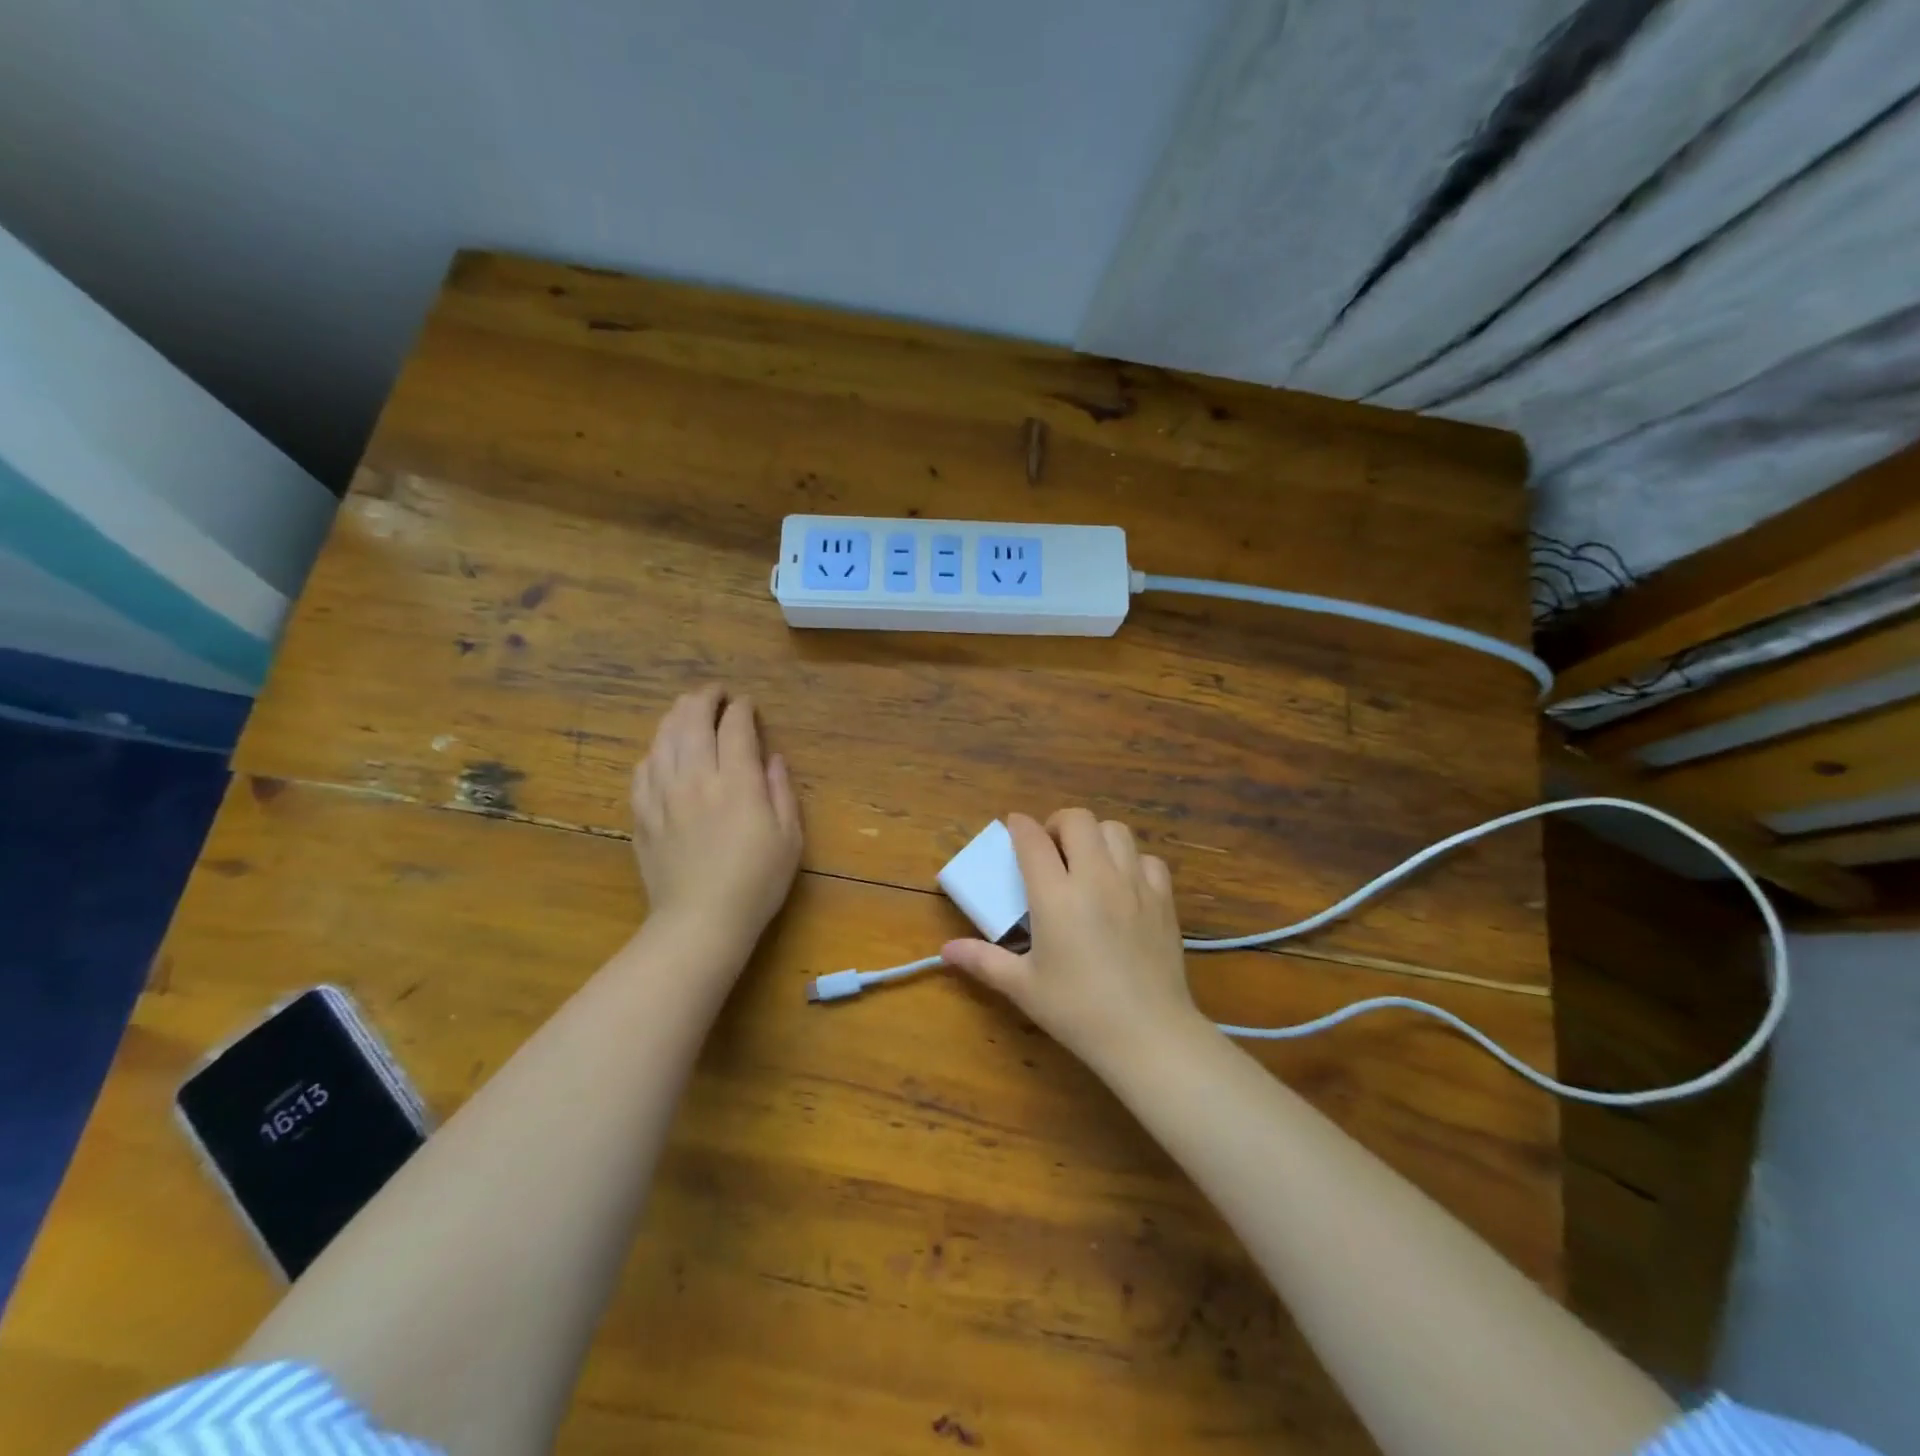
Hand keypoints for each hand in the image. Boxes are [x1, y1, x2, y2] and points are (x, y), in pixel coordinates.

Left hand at [631, 685, 802, 952]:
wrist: (700, 921)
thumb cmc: (756, 882)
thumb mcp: (789, 838)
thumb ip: (781, 791)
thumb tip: (772, 758)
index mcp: (738, 782)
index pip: (735, 727)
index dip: (741, 709)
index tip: (747, 704)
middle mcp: (697, 778)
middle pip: (693, 720)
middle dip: (705, 699)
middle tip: (715, 693)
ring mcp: (664, 794)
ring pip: (664, 738)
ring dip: (676, 716)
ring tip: (687, 709)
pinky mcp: (643, 814)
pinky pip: (643, 769)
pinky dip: (654, 751)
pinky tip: (662, 752)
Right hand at [941, 810, 1211, 1071]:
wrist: (1148, 1034)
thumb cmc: (1078, 1011)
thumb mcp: (1023, 986)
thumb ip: (983, 961)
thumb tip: (945, 950)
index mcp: (1055, 895)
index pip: (1033, 839)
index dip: (1019, 826)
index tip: (1013, 827)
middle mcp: (1095, 877)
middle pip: (1078, 819)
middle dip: (1058, 824)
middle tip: (1050, 849)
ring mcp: (1134, 884)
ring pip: (1115, 830)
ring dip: (1095, 836)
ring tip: (1086, 861)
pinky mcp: (1163, 899)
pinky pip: (1148, 859)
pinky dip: (1132, 861)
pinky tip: (1123, 884)